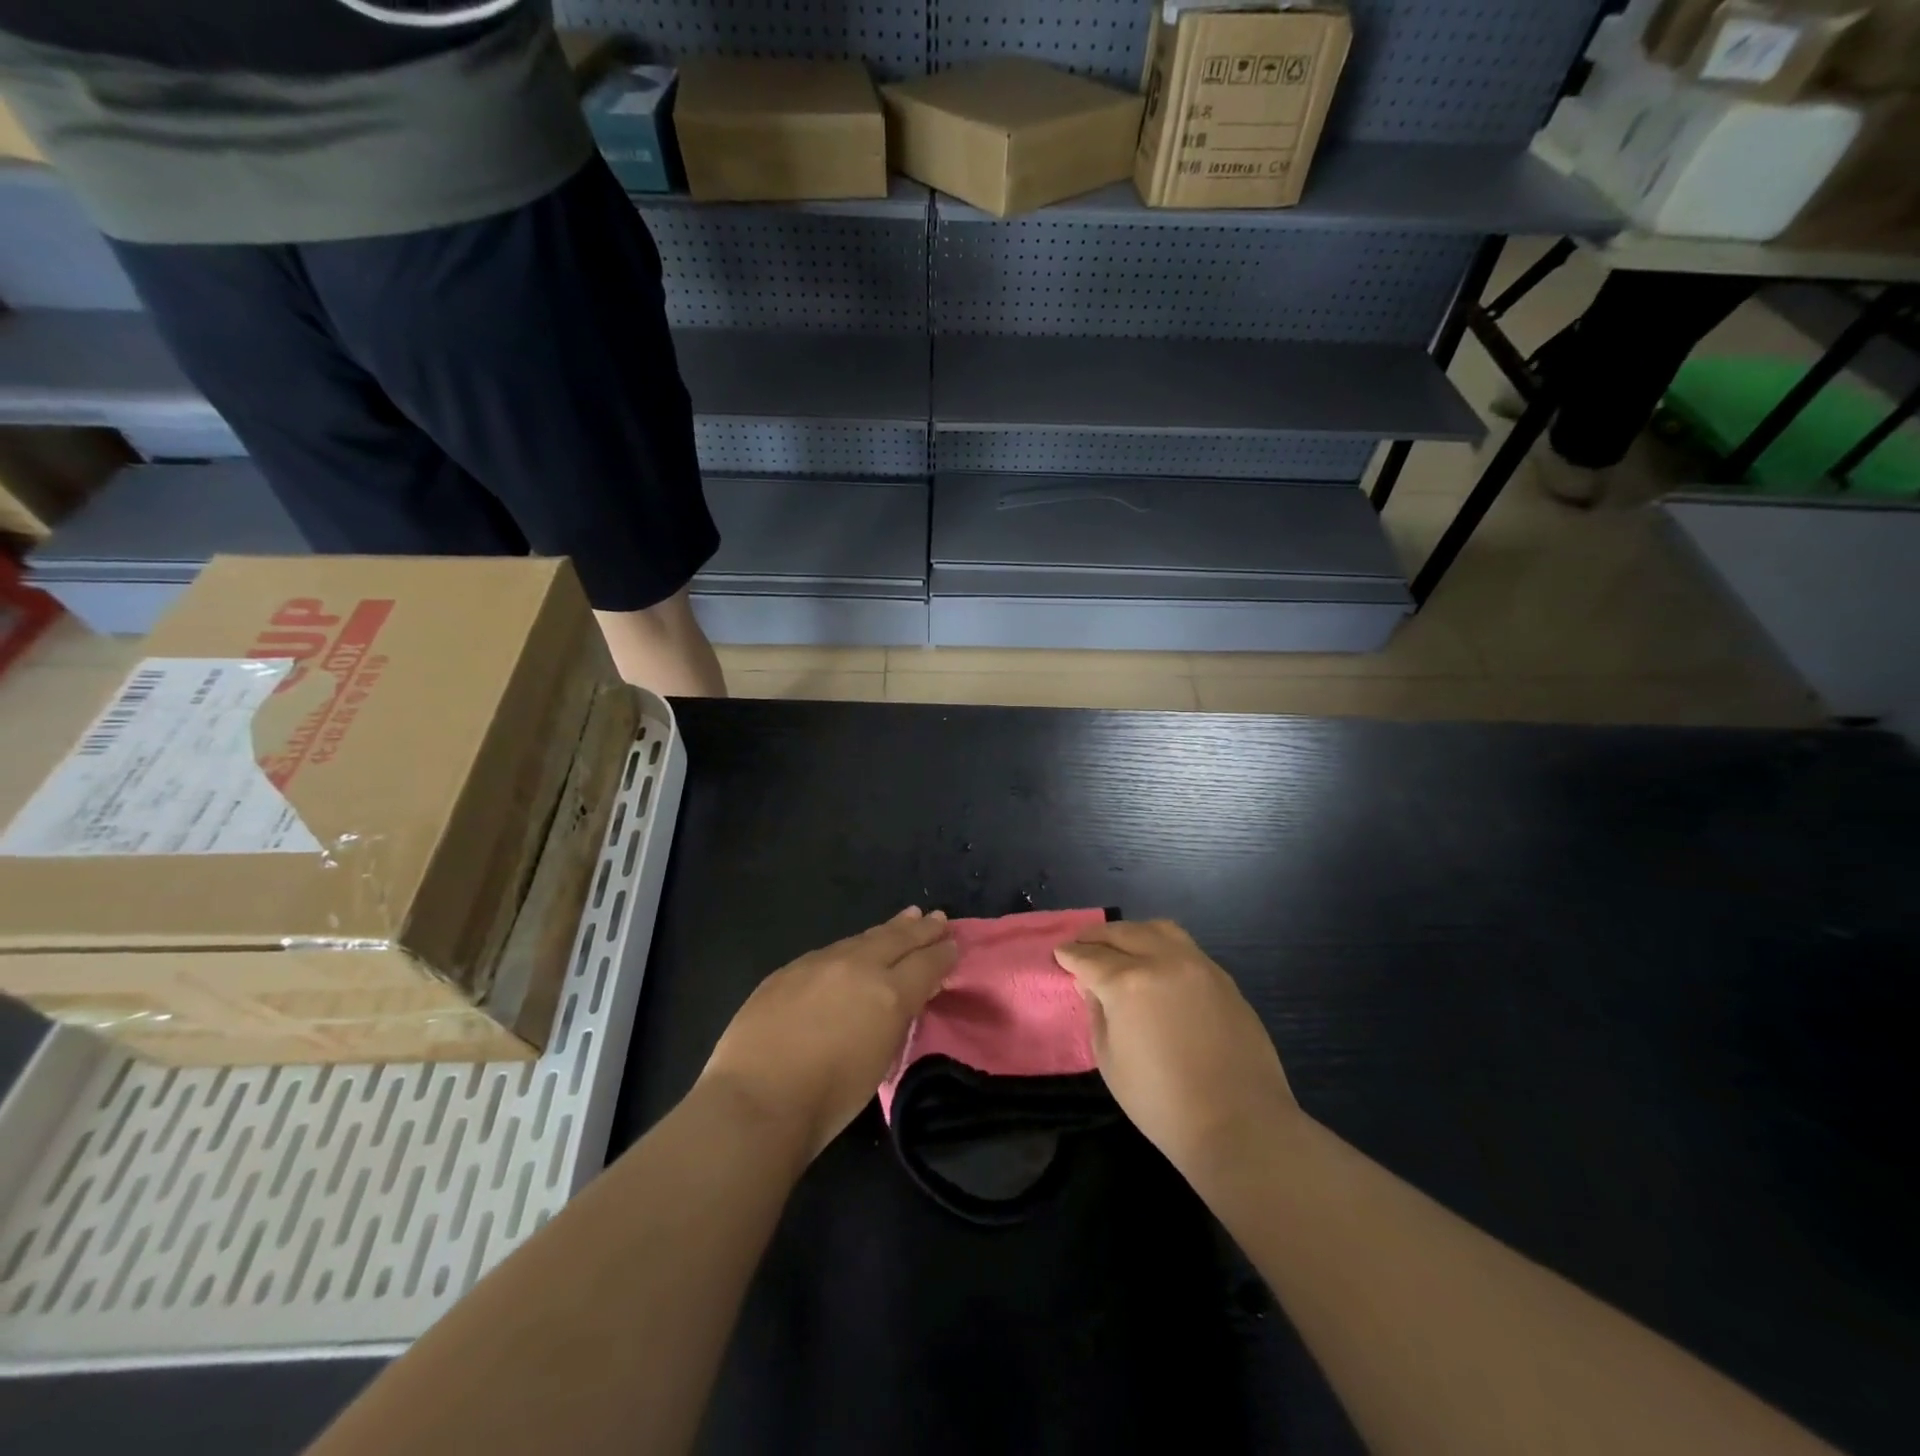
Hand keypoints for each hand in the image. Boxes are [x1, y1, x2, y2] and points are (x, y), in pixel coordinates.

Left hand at [699, 908, 957, 1159]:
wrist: (756, 1099)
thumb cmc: (827, 1100)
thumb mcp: (879, 1062)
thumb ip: (894, 1022)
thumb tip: (902, 1000)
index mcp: (889, 994)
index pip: (926, 964)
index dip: (942, 954)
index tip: (953, 945)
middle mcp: (858, 967)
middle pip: (898, 939)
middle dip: (921, 930)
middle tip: (938, 918)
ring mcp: (820, 963)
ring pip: (863, 938)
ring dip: (889, 929)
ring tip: (907, 918)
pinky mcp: (789, 969)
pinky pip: (831, 951)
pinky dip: (852, 946)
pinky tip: (855, 947)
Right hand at [1055, 919, 1297, 1176]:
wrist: (1239, 1125)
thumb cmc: (1162, 1103)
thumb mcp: (1109, 1061)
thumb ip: (1097, 1013)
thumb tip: (1092, 985)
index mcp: (1128, 983)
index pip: (1090, 957)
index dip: (1070, 955)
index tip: (1059, 953)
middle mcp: (1163, 961)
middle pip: (1123, 933)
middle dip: (1097, 936)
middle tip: (1082, 944)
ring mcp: (1198, 965)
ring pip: (1158, 929)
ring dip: (1132, 932)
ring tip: (1120, 945)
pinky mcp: (1223, 978)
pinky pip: (1185, 948)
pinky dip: (1162, 946)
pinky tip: (1156, 963)